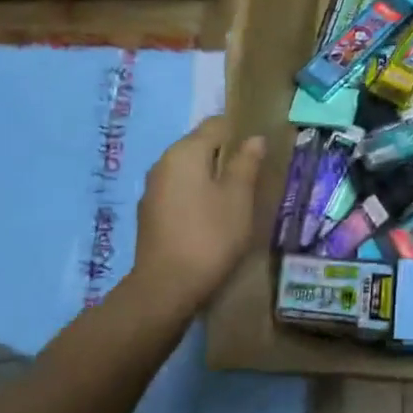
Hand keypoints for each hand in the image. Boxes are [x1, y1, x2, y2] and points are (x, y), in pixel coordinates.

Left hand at [131, 117, 265, 317]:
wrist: (167, 288)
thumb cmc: (210, 234)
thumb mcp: (238, 196)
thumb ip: (246, 163)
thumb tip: (254, 139)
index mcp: (184, 152)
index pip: (215, 124)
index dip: (240, 131)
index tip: (260, 148)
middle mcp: (163, 164)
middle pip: (200, 145)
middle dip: (227, 155)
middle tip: (254, 173)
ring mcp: (153, 190)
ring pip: (190, 170)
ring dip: (213, 176)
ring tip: (238, 195)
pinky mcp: (151, 214)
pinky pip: (180, 191)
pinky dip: (198, 194)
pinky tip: (215, 214)